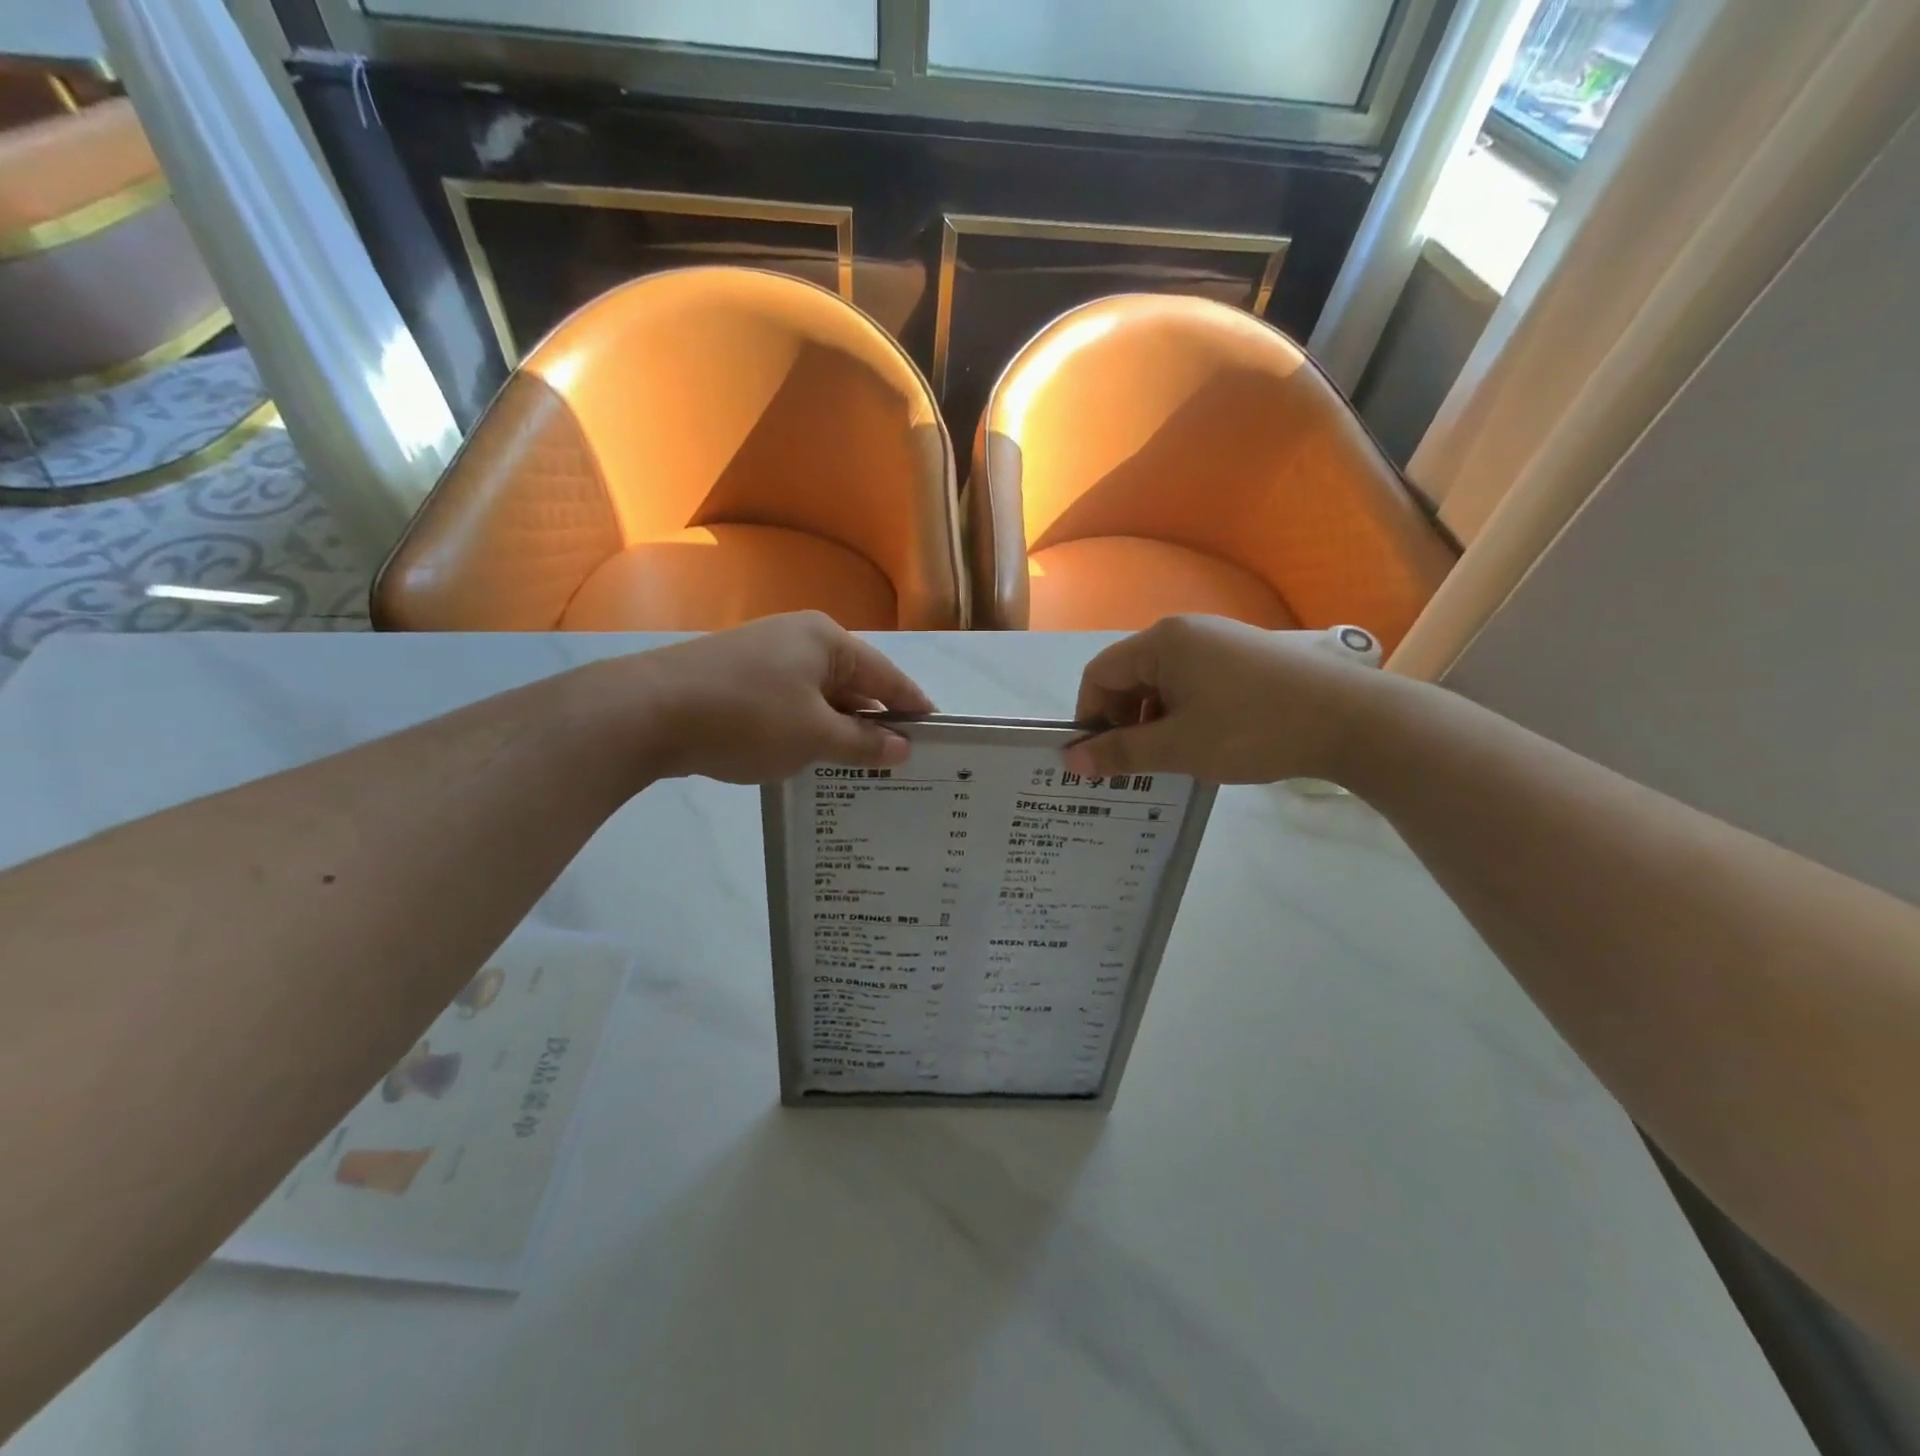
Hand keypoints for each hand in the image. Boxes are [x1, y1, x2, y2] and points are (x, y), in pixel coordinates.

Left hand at [630, 613, 933, 783]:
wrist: (647, 713)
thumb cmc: (747, 717)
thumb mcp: (814, 736)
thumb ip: (863, 743)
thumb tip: (902, 747)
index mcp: (827, 640)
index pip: (887, 676)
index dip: (913, 707)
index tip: (938, 736)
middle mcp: (799, 639)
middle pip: (853, 683)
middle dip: (875, 723)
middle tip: (900, 763)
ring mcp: (764, 656)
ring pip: (819, 697)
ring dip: (838, 730)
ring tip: (860, 770)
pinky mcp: (737, 678)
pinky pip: (789, 704)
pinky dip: (805, 730)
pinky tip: (810, 760)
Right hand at [1064, 616, 1381, 784]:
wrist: (1351, 720)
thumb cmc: (1252, 729)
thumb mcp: (1178, 747)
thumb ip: (1120, 752)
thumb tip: (1070, 759)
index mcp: (1162, 642)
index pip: (1099, 675)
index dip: (1090, 717)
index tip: (1101, 759)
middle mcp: (1186, 632)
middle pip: (1130, 677)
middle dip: (1124, 722)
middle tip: (1137, 766)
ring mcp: (1219, 642)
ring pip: (1163, 684)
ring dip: (1155, 722)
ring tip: (1173, 760)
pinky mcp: (1244, 658)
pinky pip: (1194, 684)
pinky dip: (1184, 714)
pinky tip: (1205, 744)